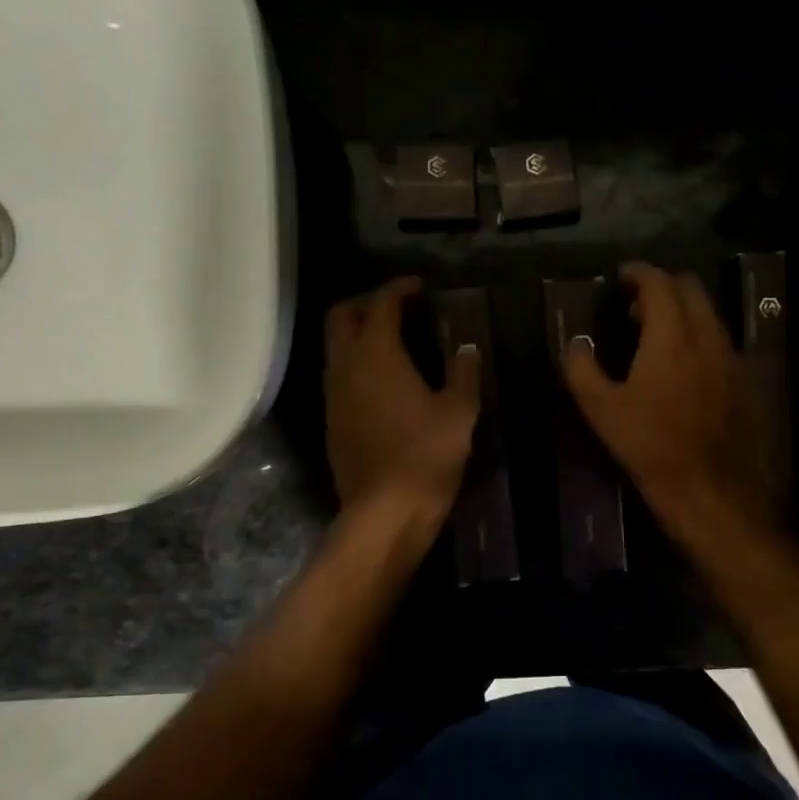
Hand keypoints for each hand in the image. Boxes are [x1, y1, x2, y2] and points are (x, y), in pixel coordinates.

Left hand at [325, 277, 480, 524]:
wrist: (385, 511)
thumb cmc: (426, 455)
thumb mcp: (460, 412)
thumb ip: (464, 372)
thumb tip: (467, 349)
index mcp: (377, 354)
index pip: (380, 304)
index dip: (399, 289)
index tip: (420, 288)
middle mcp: (346, 366)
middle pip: (341, 316)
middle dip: (367, 303)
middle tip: (399, 308)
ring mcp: (334, 394)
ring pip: (335, 346)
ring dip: (358, 333)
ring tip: (394, 341)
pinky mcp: (332, 419)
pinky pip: (338, 374)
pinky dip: (356, 362)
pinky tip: (384, 380)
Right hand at [562, 262, 768, 541]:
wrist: (710, 490)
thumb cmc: (650, 447)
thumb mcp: (601, 410)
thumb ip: (582, 369)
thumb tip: (575, 344)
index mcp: (671, 336)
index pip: (659, 283)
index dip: (638, 273)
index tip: (620, 277)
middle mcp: (707, 336)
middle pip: (691, 288)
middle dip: (663, 286)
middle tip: (635, 306)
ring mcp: (731, 357)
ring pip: (709, 313)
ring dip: (682, 310)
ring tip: (655, 333)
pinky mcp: (744, 380)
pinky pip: (720, 340)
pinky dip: (699, 335)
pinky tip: (682, 364)